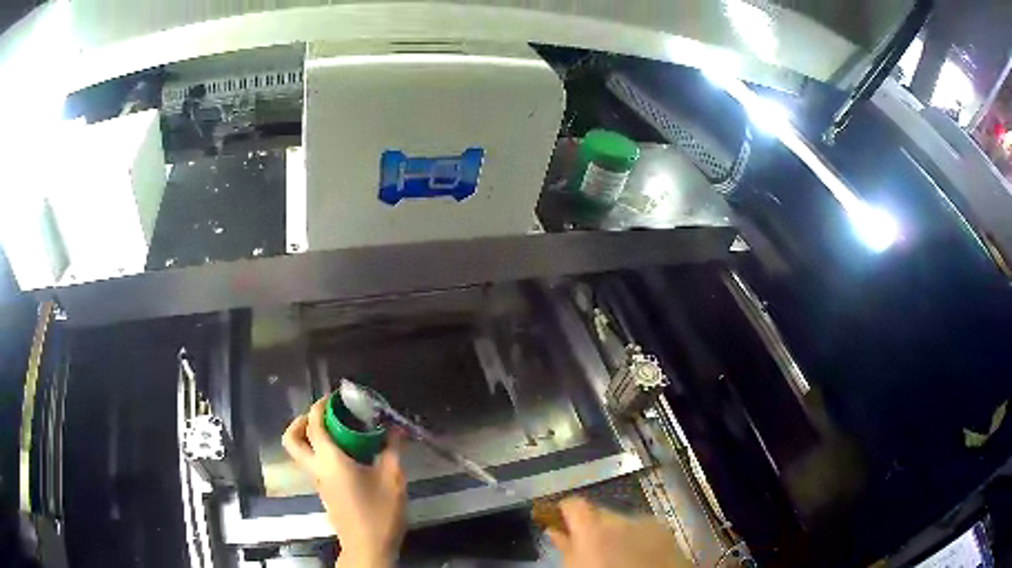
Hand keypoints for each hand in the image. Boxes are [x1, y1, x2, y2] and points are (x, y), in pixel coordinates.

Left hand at [283, 398, 406, 567]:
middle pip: (291, 439)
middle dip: (300, 422)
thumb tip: (394, 429)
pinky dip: (321, 453)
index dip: (320, 406)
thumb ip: (392, 450)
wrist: (368, 547)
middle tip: (322, 417)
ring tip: (337, 434)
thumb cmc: (380, 512)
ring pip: (301, 453)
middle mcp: (317, 469)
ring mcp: (318, 483)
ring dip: (310, 438)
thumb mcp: (393, 478)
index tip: (333, 398)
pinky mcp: (325, 493)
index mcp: (330, 461)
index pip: (314, 425)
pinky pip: (314, 465)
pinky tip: (348, 457)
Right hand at [547, 498, 691, 567]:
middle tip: (587, 546)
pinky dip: (637, 538)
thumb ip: (565, 548)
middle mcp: (622, 518)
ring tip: (616, 555)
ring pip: (623, 521)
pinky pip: (644, 529)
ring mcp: (647, 522)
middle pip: (600, 512)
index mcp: (594, 528)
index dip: (564, 510)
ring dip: (617, 532)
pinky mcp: (666, 531)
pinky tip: (637, 557)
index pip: (573, 503)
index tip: (558, 520)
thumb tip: (554, 531)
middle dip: (592, 525)